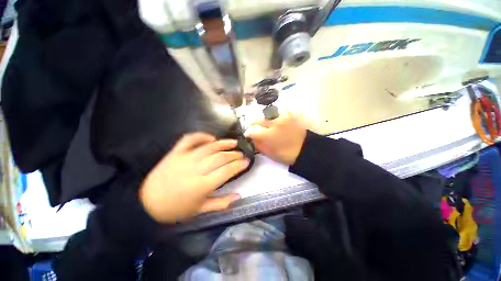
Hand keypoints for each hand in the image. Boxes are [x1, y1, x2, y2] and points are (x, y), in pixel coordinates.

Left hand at [139, 133, 248, 223]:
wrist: (147, 203)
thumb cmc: (176, 209)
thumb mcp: (200, 210)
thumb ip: (221, 203)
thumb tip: (239, 196)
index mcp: (202, 185)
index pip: (227, 171)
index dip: (239, 165)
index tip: (246, 161)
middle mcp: (196, 169)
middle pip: (221, 157)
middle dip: (234, 154)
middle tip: (241, 154)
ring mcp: (185, 158)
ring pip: (210, 147)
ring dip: (224, 143)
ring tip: (234, 143)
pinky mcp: (176, 152)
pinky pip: (190, 139)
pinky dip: (201, 136)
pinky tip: (211, 138)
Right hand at [246, 112, 306, 164]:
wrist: (305, 149)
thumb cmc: (286, 154)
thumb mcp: (270, 153)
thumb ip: (258, 145)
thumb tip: (251, 139)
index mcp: (268, 135)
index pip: (252, 131)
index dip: (248, 134)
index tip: (249, 136)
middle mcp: (273, 123)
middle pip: (257, 120)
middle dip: (253, 125)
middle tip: (254, 129)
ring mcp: (282, 117)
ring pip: (267, 115)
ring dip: (264, 120)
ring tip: (266, 125)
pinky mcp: (289, 115)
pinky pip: (278, 112)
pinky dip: (275, 116)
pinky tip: (276, 121)